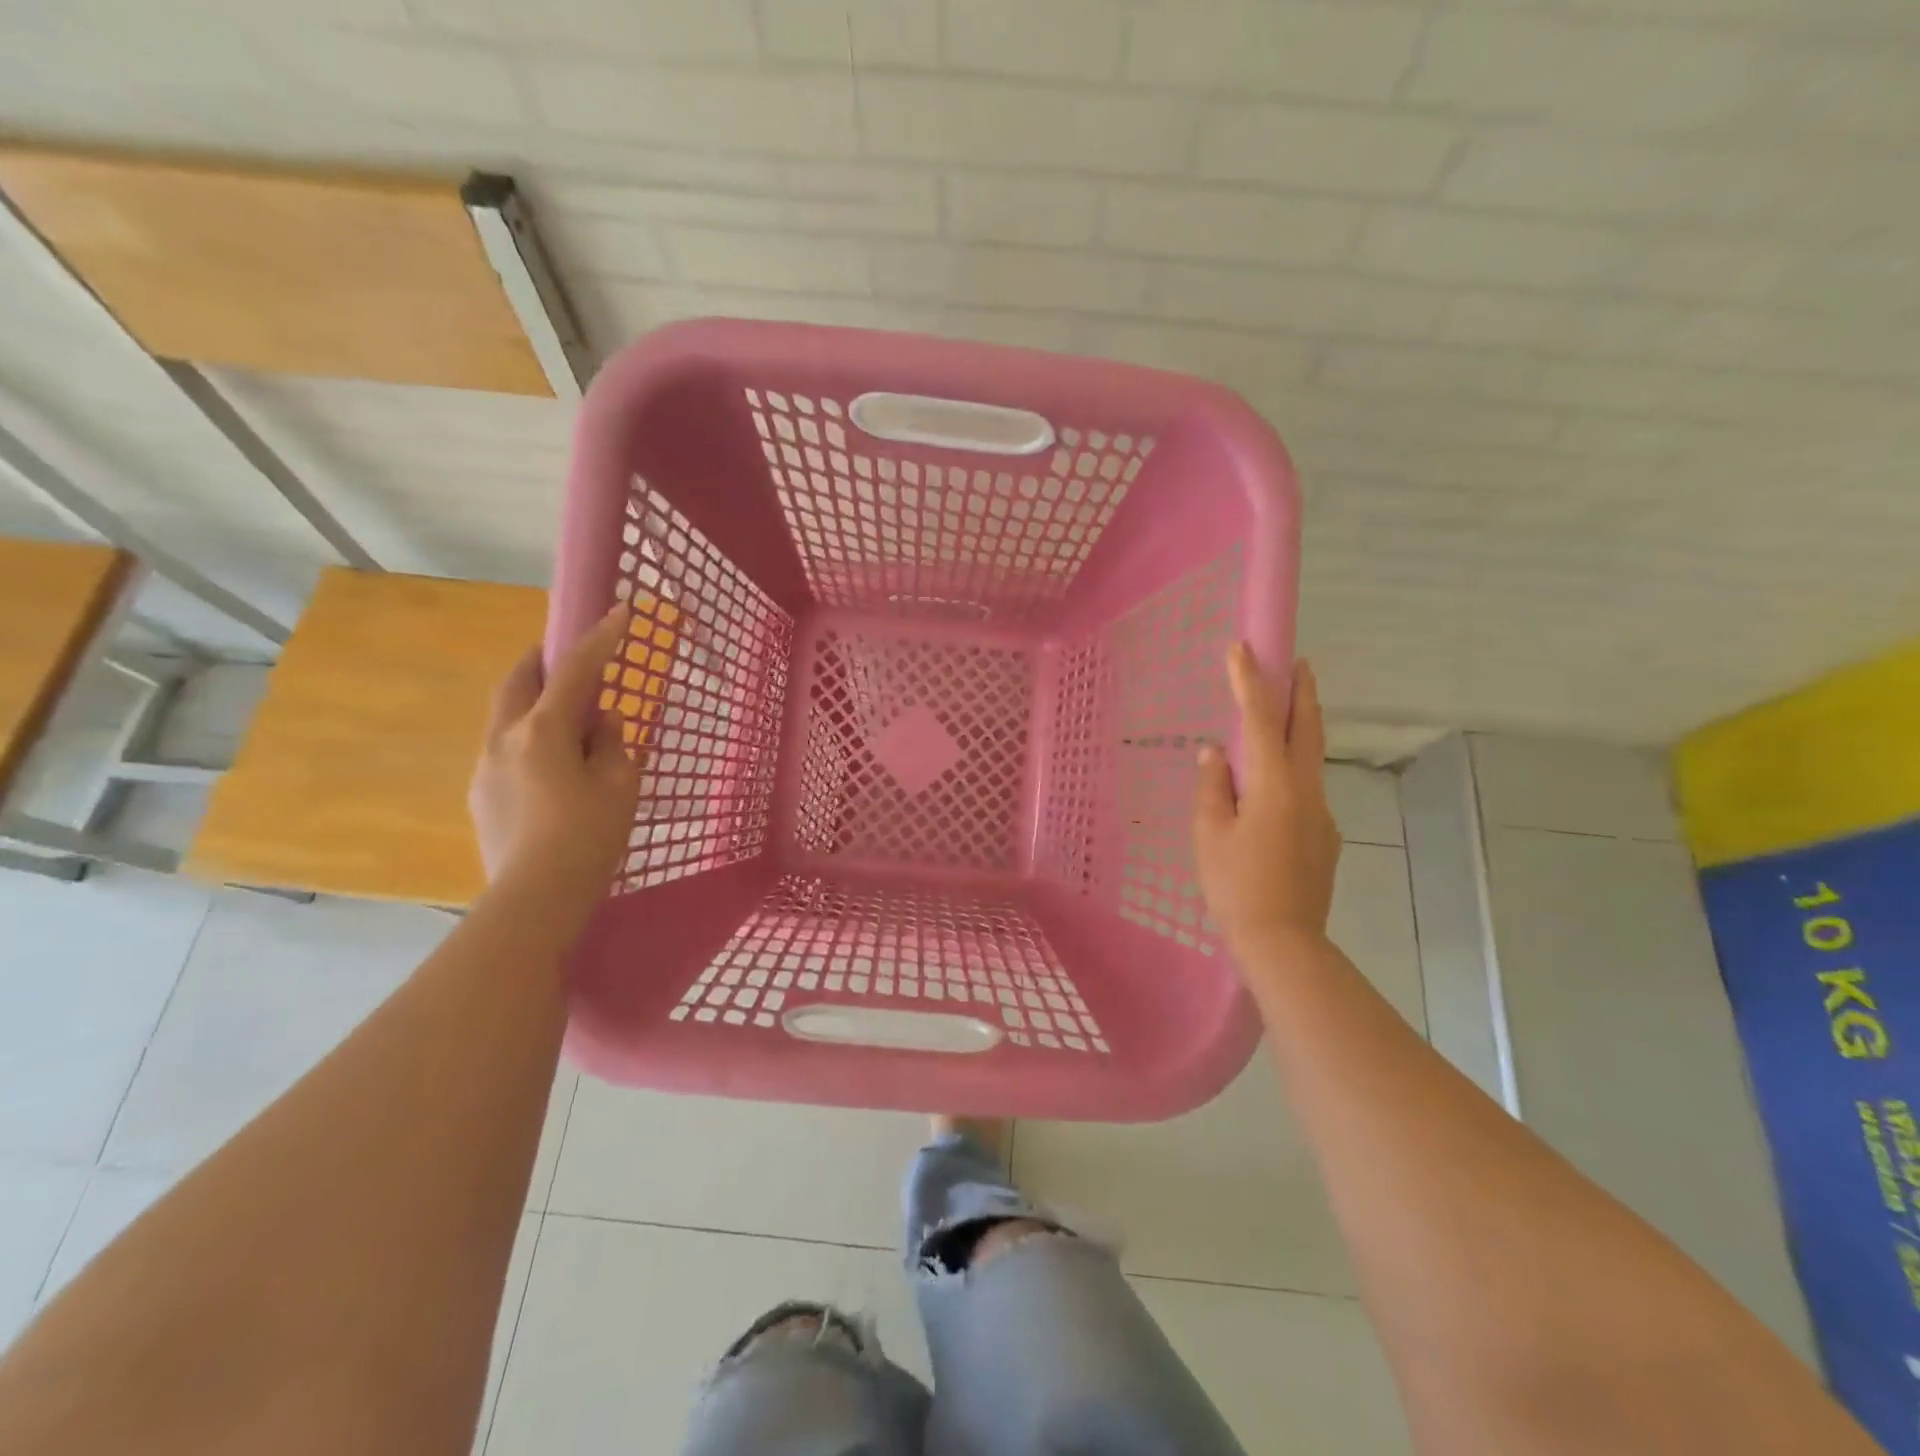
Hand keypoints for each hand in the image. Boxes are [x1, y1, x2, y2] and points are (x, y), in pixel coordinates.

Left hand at [469, 605, 641, 927]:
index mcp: (542, 731)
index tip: (620, 611)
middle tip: (570, 658)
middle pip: (519, 681)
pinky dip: (528, 738)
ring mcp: (485, 768)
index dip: (600, 639)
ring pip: (507, 716)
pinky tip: (551, 766)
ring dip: (534, 702)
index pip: (575, 671)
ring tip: (566, 719)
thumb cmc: (588, 836)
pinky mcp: (482, 796)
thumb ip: (611, 743)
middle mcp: (504, 739)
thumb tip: (600, 722)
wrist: (536, 898)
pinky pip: (505, 749)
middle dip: (544, 661)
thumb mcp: (618, 785)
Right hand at [1193, 646, 1340, 959]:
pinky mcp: (1324, 837)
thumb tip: (1216, 753)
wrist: (1284, 942)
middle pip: (1307, 729)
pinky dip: (1290, 772)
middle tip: (1299, 662)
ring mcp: (1322, 814)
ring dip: (1299, 729)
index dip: (1250, 681)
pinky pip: (1305, 791)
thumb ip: (1213, 786)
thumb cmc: (1235, 885)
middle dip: (1302, 692)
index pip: (1260, 720)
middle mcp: (1306, 790)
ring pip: (1310, 759)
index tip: (1242, 647)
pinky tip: (1270, 792)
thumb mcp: (1209, 833)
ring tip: (1281, 717)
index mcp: (1274, 784)